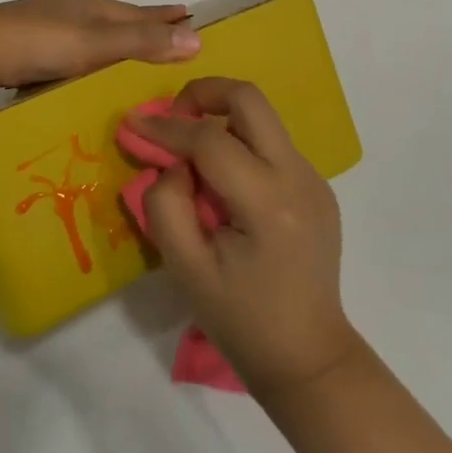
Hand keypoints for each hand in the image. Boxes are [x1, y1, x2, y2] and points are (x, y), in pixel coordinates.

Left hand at [0, 0, 200, 90]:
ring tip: (129, 57)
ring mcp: (42, 27)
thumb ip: (140, 41)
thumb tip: (197, 38)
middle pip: (114, 18)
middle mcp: (67, 11)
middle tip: (167, 34)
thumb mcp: (93, 43)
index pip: (136, 11)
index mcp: (87, 6)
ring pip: (88, 34)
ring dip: (112, 42)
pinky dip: (84, 58)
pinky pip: (67, 51)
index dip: (163, 15)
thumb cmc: (35, 43)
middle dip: (140, 25)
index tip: (189, 14)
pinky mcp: (22, 47)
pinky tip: (81, 73)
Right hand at [131, 78, 360, 392]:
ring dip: (222, 119)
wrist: (309, 359)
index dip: (167, 126)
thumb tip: (173, 162)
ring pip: (262, 117)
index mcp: (267, 202)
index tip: (133, 121)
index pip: (210, 139)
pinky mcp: (318, 186)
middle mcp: (299, 177)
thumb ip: (166, 205)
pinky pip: (271, 144)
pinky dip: (240, 143)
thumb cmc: (241, 320)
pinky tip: (223, 183)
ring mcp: (315, 178)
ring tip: (192, 153)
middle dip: (204, 93)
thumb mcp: (186, 269)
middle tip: (174, 117)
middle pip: (249, 99)